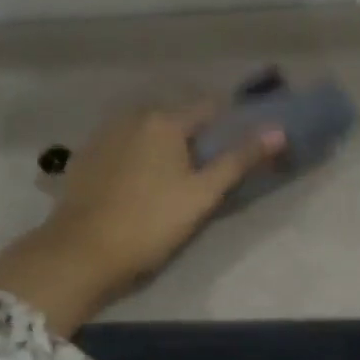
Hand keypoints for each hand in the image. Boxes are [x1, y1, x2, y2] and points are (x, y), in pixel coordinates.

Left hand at [0, 102, 283, 335]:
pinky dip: (137, 155)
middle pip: (176, 117)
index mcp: (164, 120)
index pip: (209, 107)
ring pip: (147, 130)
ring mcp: (104, 134)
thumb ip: (239, 160)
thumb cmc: (150, 224)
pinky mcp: (85, 156)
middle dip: (195, 136)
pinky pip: (123, 145)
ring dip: (164, 145)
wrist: (80, 252)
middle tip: (206, 170)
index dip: (230, 124)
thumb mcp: (202, 195)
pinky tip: (138, 184)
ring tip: (173, 179)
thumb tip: (279, 130)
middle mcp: (132, 115)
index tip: (240, 147)